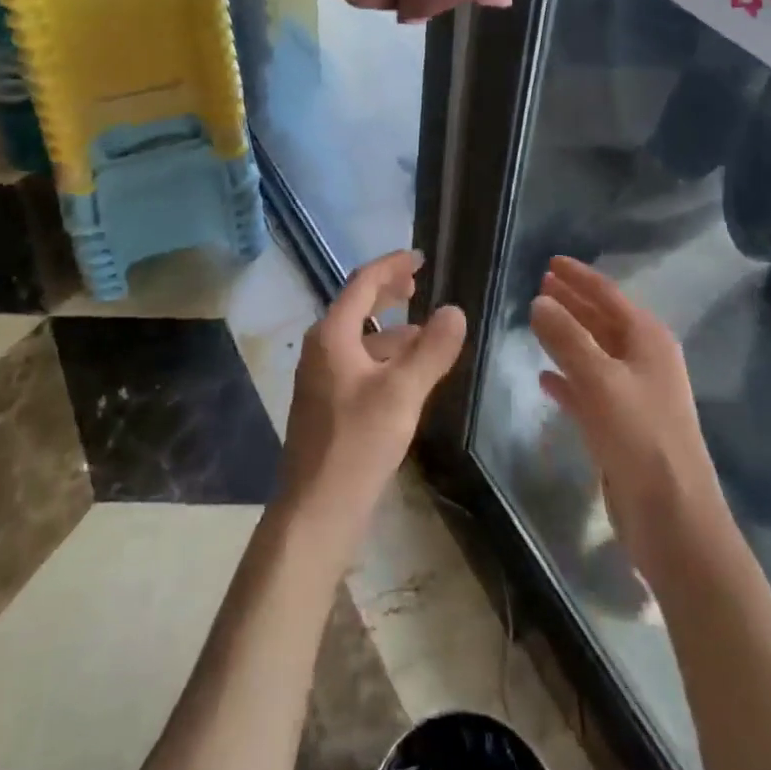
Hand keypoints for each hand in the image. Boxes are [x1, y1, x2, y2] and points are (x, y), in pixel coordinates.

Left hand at [280, 250, 466, 552]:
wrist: (315, 513)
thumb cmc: (357, 445)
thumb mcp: (402, 394)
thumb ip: (431, 350)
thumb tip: (455, 310)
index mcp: (332, 335)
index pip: (363, 283)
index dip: (391, 265)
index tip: (419, 257)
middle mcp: (322, 348)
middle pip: (357, 305)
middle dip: (388, 291)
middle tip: (419, 282)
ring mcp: (322, 377)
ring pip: (361, 337)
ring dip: (391, 327)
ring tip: (426, 330)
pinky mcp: (329, 404)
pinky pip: (360, 362)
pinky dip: (385, 355)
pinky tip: (409, 373)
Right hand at [529, 257, 727, 585]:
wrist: (674, 519)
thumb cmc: (640, 437)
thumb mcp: (599, 379)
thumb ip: (566, 337)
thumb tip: (539, 302)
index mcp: (648, 340)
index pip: (608, 294)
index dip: (579, 276)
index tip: (550, 261)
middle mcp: (644, 361)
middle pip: (602, 320)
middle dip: (572, 302)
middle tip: (539, 285)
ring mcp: (634, 396)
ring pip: (594, 354)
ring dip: (567, 337)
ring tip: (536, 321)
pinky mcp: (622, 428)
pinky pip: (589, 390)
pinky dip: (568, 379)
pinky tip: (544, 377)